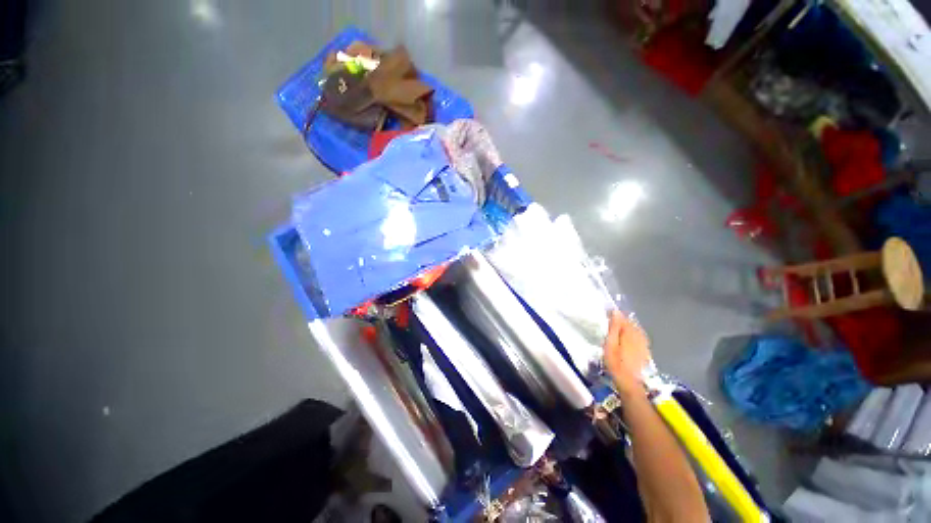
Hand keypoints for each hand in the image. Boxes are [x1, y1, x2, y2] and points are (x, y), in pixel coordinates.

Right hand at [603, 311, 651, 395]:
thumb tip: (616, 311)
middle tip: (609, 321)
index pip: (623, 317)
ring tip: (617, 328)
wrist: (631, 384)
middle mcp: (639, 335)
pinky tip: (627, 338)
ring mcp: (644, 343)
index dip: (614, 314)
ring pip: (636, 329)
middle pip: (631, 322)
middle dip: (621, 320)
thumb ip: (614, 328)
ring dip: (627, 326)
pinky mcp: (646, 351)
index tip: (605, 313)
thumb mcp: (610, 345)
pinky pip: (639, 337)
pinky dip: (632, 334)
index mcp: (630, 332)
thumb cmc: (616, 364)